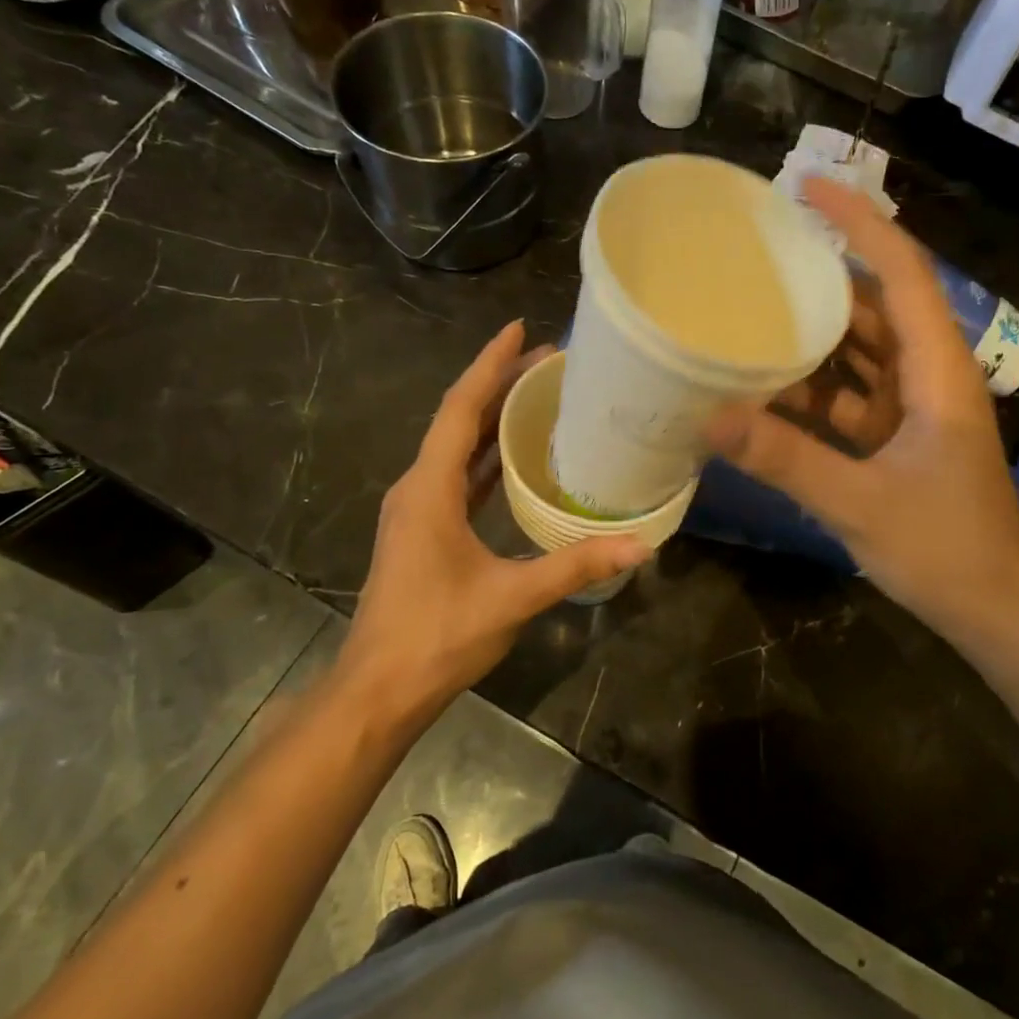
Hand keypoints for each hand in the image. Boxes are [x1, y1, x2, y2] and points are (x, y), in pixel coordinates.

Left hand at [337, 322, 647, 717]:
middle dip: (500, 384)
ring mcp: (417, 510)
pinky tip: (517, 456)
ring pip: (457, 447)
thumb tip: (639, 546)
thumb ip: (574, 567)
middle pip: (459, 419)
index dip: (490, 365)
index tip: (520, 329)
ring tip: (538, 395)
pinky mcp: (424, 531)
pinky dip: (487, 456)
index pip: (460, 409)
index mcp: (428, 489)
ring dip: (493, 418)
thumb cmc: (436, 636)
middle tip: (548, 359)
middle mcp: (417, 488)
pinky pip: (458, 476)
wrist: (379, 690)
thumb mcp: (511, 598)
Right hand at [707, 180, 1018, 644]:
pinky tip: (766, 389)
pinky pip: (851, 393)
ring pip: (862, 351)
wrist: (996, 609)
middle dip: (823, 275)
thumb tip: (711, 418)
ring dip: (813, 335)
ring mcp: (915, 408)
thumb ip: (786, 459)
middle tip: (759, 254)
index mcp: (937, 371)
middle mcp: (929, 375)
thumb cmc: (945, 549)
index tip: (808, 190)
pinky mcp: (900, 438)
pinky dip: (813, 388)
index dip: (859, 224)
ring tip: (751, 311)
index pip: (902, 272)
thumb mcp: (860, 503)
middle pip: (876, 304)